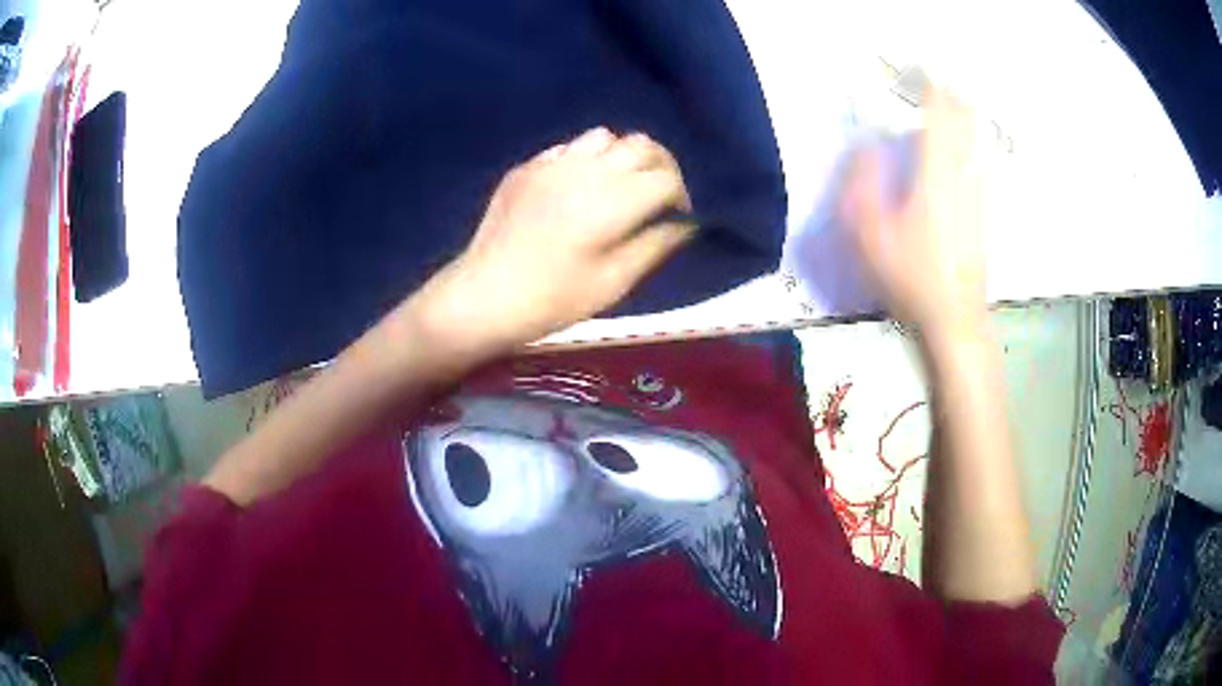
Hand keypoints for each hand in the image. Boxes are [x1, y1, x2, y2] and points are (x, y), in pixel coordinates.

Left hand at [415, 127, 693, 354]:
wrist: (485, 294)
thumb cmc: (554, 298)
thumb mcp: (615, 281)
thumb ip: (655, 245)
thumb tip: (685, 224)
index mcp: (614, 199)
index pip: (666, 176)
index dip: (681, 195)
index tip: (676, 217)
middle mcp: (588, 168)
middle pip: (642, 145)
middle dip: (660, 166)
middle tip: (656, 196)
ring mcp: (553, 163)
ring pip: (605, 137)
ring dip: (622, 156)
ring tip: (617, 186)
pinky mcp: (528, 167)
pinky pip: (568, 147)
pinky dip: (586, 159)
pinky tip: (576, 188)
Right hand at [841, 90, 985, 335]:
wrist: (955, 318)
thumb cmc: (910, 277)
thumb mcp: (870, 234)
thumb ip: (863, 185)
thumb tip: (866, 147)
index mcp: (935, 176)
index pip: (938, 119)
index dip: (930, 93)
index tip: (920, 76)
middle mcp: (962, 177)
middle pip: (964, 125)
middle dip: (952, 100)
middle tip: (940, 85)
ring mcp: (978, 196)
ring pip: (976, 144)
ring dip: (965, 120)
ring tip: (955, 105)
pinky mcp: (984, 213)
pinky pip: (980, 165)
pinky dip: (973, 146)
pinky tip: (968, 148)